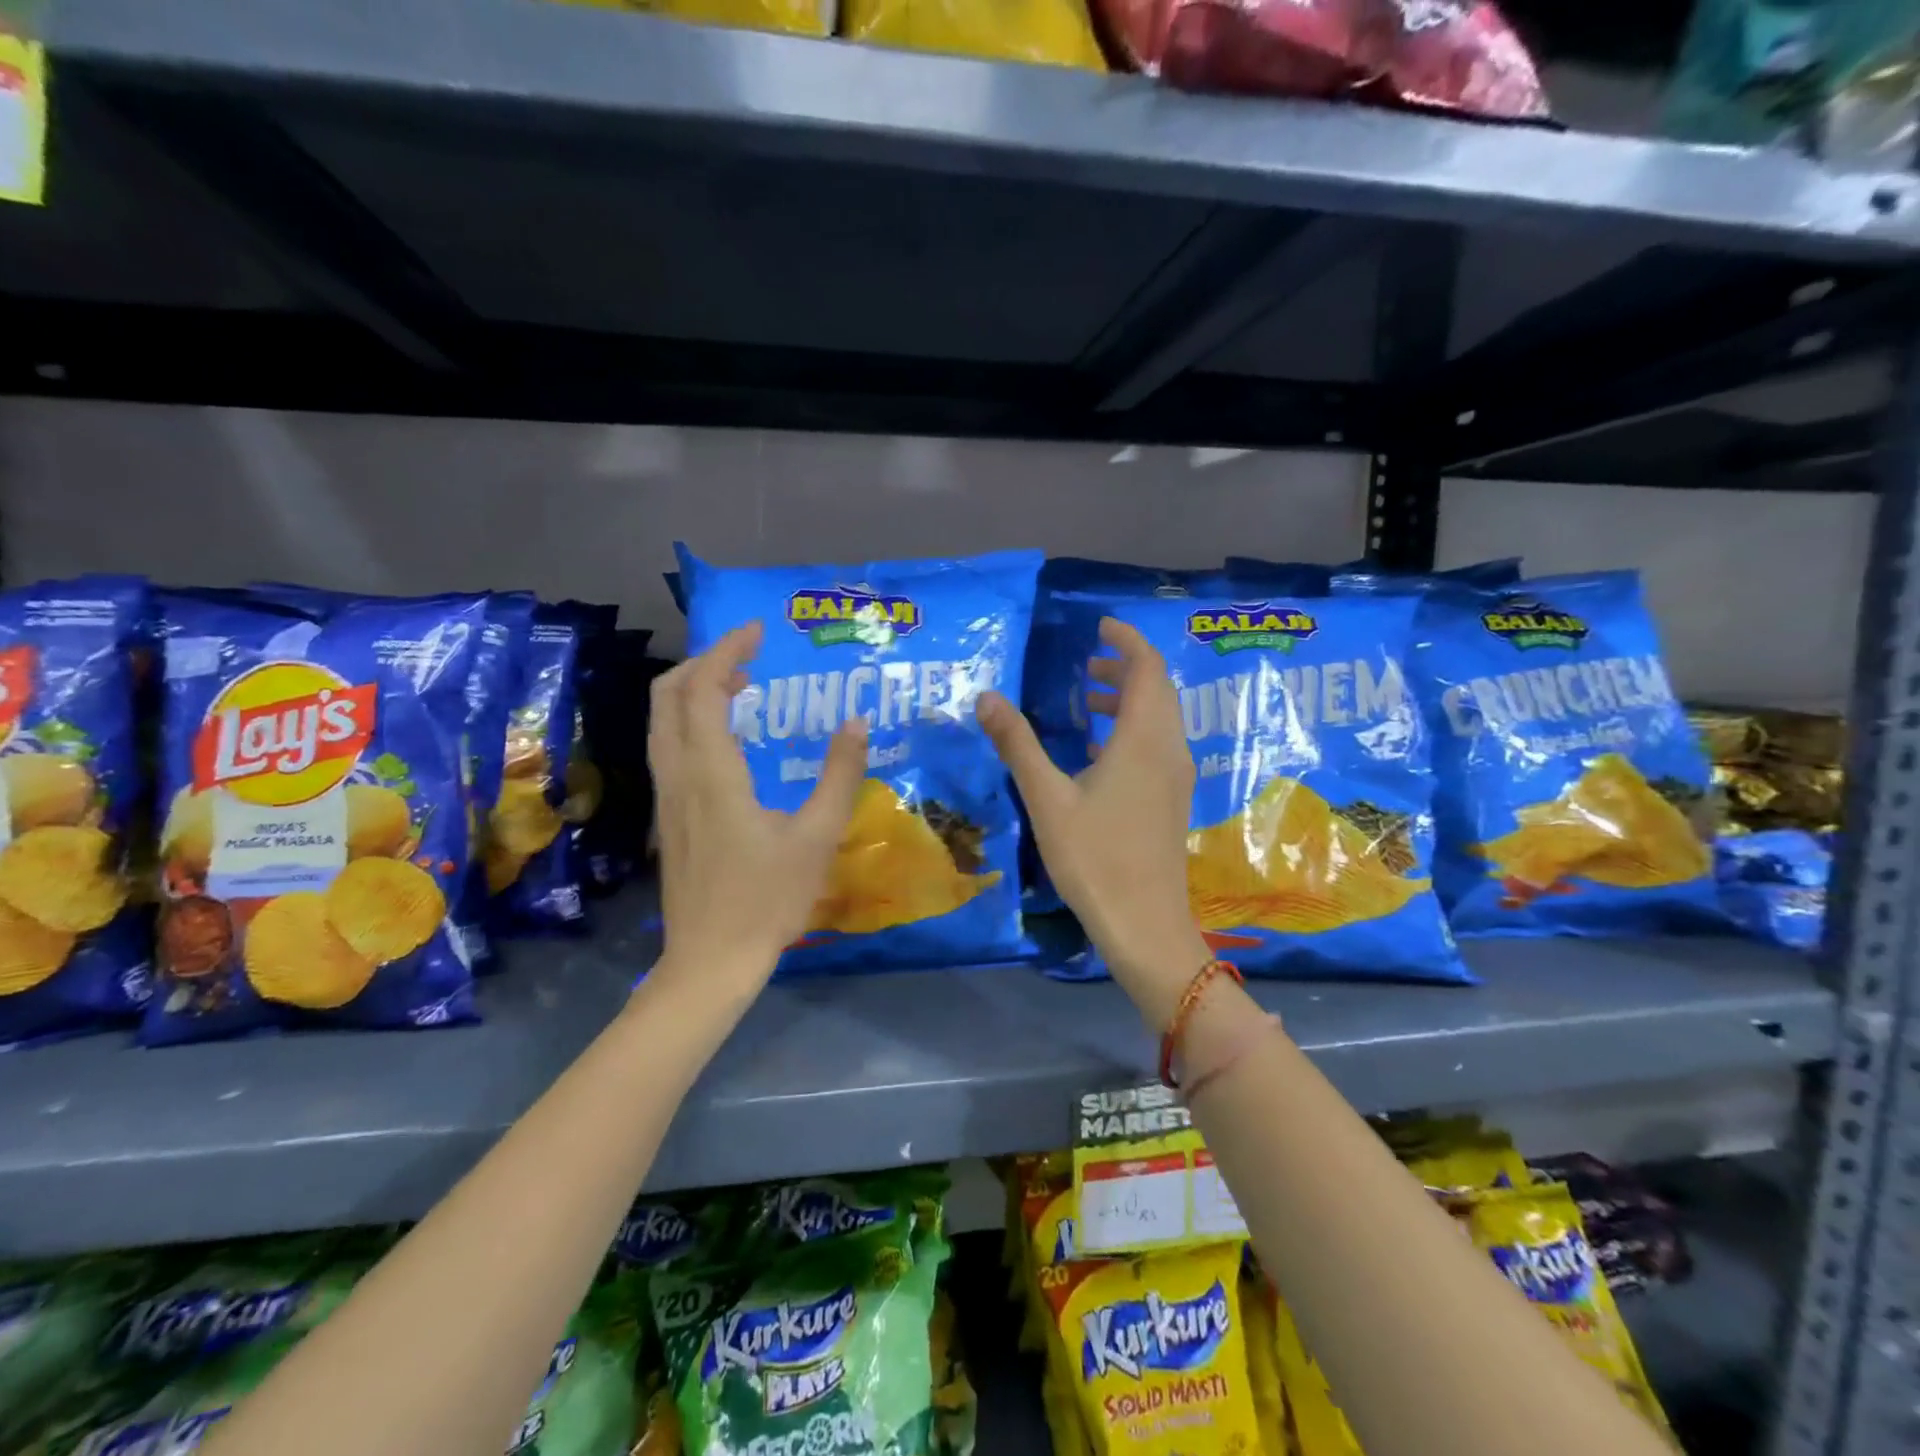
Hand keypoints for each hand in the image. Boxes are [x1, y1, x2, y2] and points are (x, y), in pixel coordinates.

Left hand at [648, 621, 867, 993]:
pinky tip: (731, 740)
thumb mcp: (817, 837)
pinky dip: (693, 721)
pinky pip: (671, 748)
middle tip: (748, 654)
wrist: (710, 961)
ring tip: (742, 685)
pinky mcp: (669, 817)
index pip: (703, 690)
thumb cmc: (766, 900)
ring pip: (663, 723)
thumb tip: (857, 722)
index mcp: (711, 773)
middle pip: (668, 697)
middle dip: (703, 662)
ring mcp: (667, 798)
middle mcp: (678, 776)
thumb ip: (840, 775)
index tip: (759, 632)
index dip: (727, 652)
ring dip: (695, 691)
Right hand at [979, 618, 1207, 1027]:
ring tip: (1085, 700)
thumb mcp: (1047, 798)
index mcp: (1143, 738)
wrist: (1144, 924)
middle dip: (1124, 668)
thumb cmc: (1094, 857)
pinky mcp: (1172, 800)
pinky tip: (1096, 752)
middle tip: (1085, 663)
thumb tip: (987, 696)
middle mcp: (1168, 748)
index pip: (1146, 667)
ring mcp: (1175, 776)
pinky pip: (1157, 745)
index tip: (1097, 626)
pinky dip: (1131, 731)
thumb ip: (1017, 743)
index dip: (1125, 640)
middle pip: (1156, 690)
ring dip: (1127, 700)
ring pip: (1158, 719)